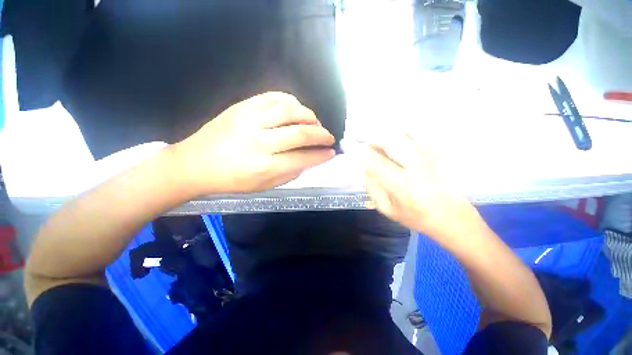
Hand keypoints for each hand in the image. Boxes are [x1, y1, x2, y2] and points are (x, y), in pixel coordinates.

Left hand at [174, 92, 335, 194]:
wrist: (195, 163)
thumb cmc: (232, 180)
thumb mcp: (264, 186)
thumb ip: (290, 174)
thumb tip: (309, 160)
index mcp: (265, 166)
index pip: (303, 158)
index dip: (321, 155)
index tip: (331, 153)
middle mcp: (259, 142)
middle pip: (301, 132)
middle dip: (322, 135)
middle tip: (328, 137)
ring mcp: (249, 120)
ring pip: (290, 110)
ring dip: (310, 116)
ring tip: (315, 124)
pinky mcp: (242, 106)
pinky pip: (273, 97)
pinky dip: (291, 101)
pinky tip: (296, 109)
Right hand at [363, 133, 482, 246]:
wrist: (452, 217)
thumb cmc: (416, 217)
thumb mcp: (387, 209)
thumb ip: (372, 187)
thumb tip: (363, 167)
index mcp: (402, 186)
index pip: (375, 161)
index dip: (360, 152)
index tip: (349, 146)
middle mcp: (417, 167)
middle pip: (391, 142)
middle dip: (374, 138)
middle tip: (366, 142)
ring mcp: (431, 157)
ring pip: (405, 133)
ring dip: (387, 133)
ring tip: (380, 141)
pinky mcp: (439, 152)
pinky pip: (419, 132)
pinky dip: (404, 130)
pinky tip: (397, 137)